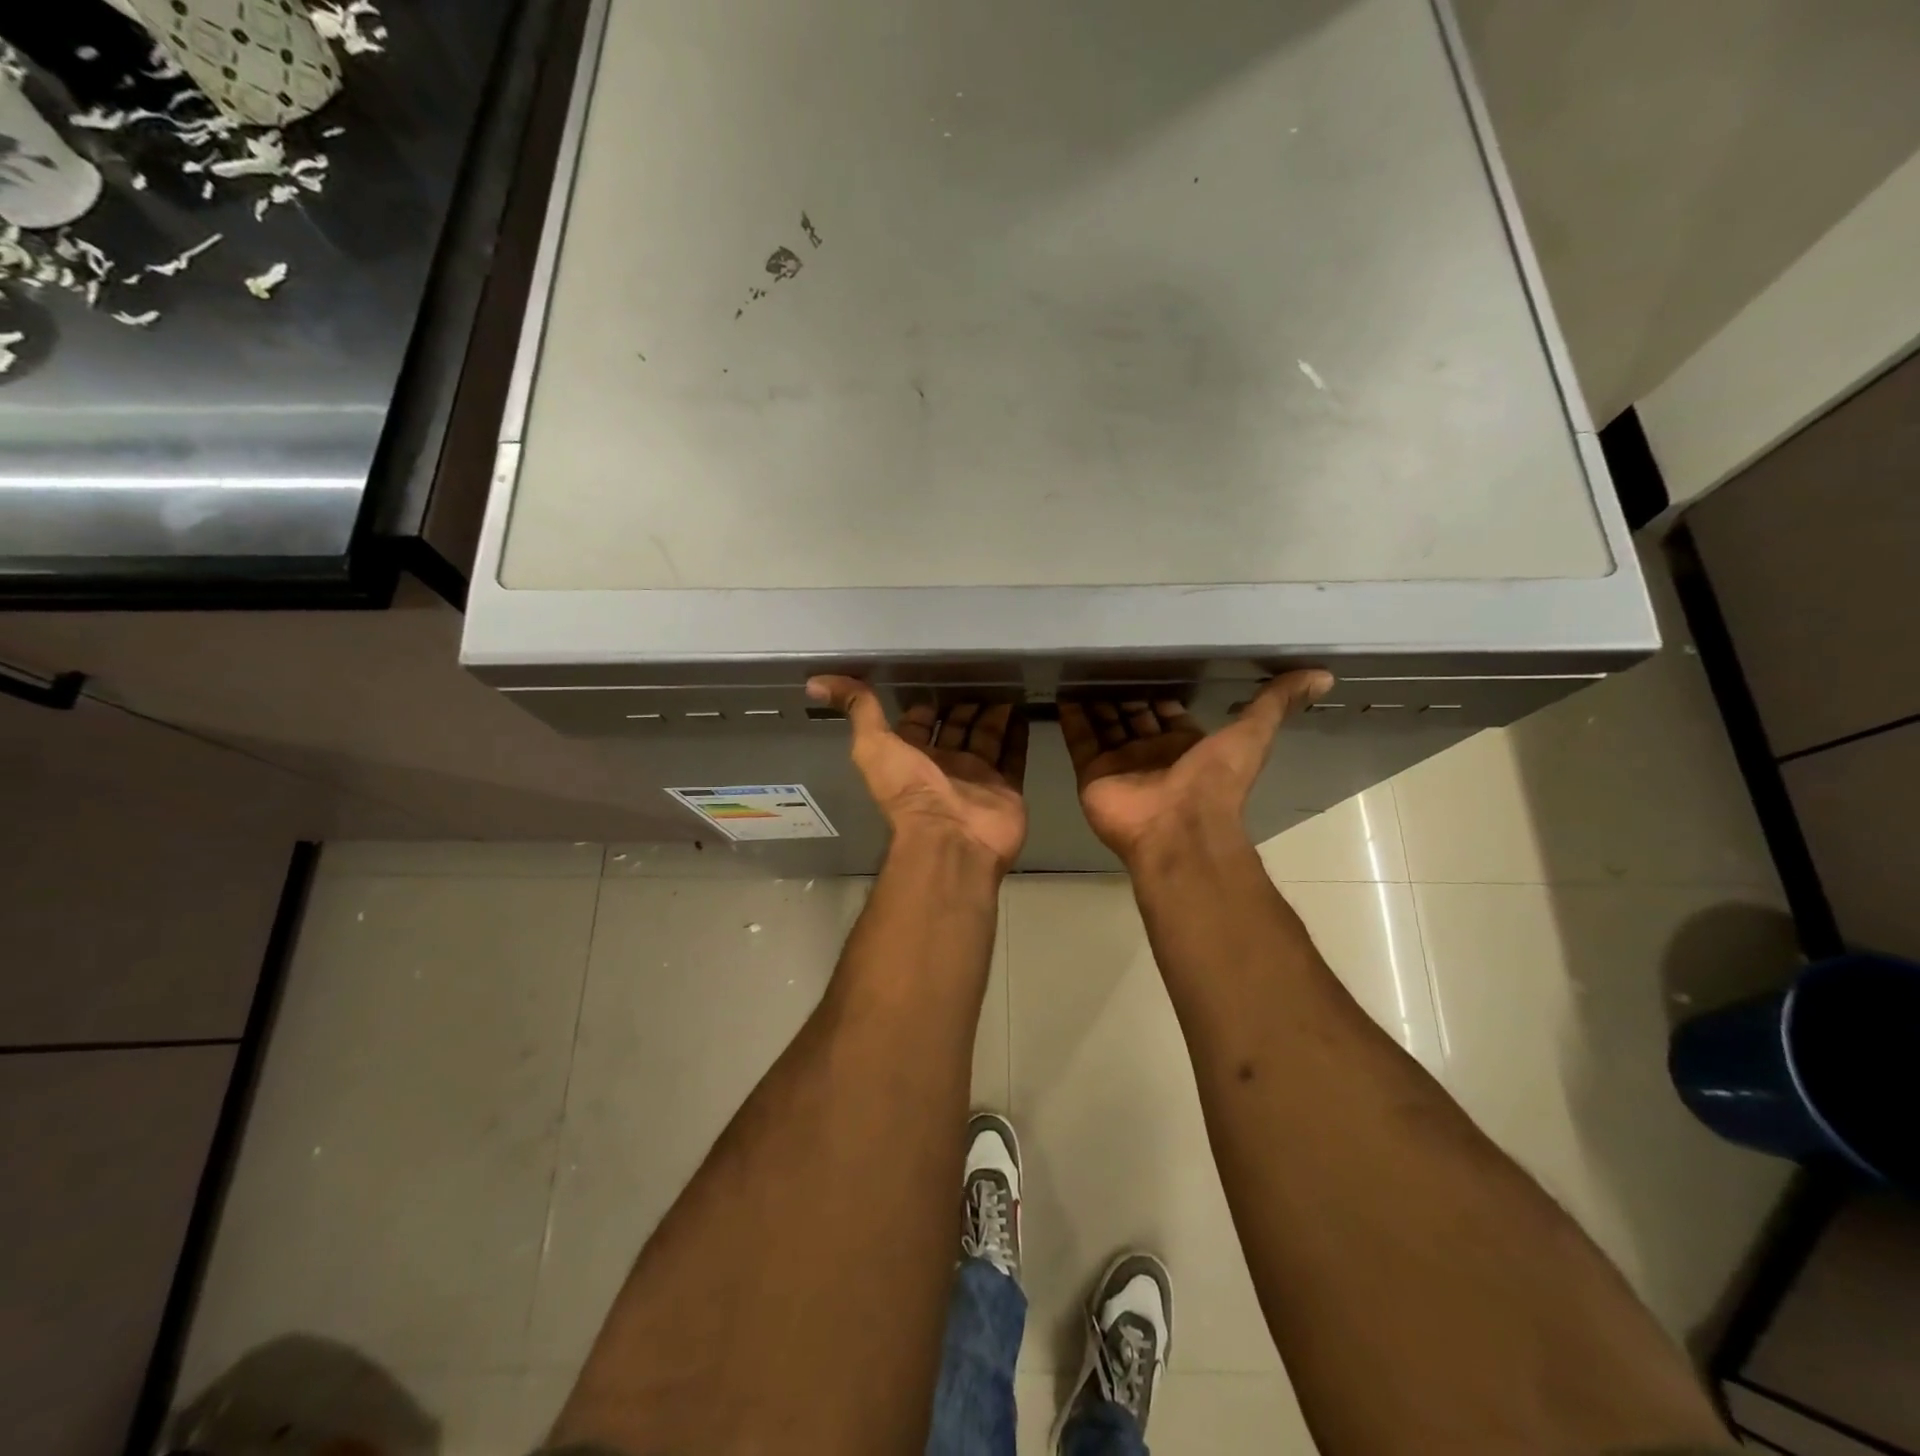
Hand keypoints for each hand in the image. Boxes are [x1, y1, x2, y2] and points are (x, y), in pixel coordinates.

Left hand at [807, 677, 1029, 871]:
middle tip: (980, 674)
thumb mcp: (873, 745)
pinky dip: (1019, 734)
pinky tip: (1024, 709)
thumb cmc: (910, 791)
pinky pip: (1014, 755)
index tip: (936, 678)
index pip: (918, 724)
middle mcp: (945, 765)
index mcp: (912, 757)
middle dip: (964, 705)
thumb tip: (816, 681)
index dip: (923, 705)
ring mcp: (978, 777)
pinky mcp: (1007, 787)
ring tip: (1006, 684)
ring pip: (987, 737)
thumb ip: (857, 710)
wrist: (951, 838)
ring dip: (993, 714)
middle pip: (956, 728)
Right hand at [1061, 671, 1333, 862]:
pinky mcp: (1092, 774)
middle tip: (1108, 658)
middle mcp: (1151, 752)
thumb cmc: (1214, 781)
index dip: (1160, 689)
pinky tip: (1064, 691)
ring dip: (1096, 700)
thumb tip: (1325, 674)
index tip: (1147, 660)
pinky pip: (1080, 740)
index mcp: (1185, 744)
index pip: (1167, 710)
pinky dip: (1072, 718)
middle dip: (1124, 691)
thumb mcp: (1253, 734)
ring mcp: (1120, 764)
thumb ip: (1277, 703)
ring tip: (1083, 668)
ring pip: (1105, 724)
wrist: (1178, 830)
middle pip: (1133, 715)